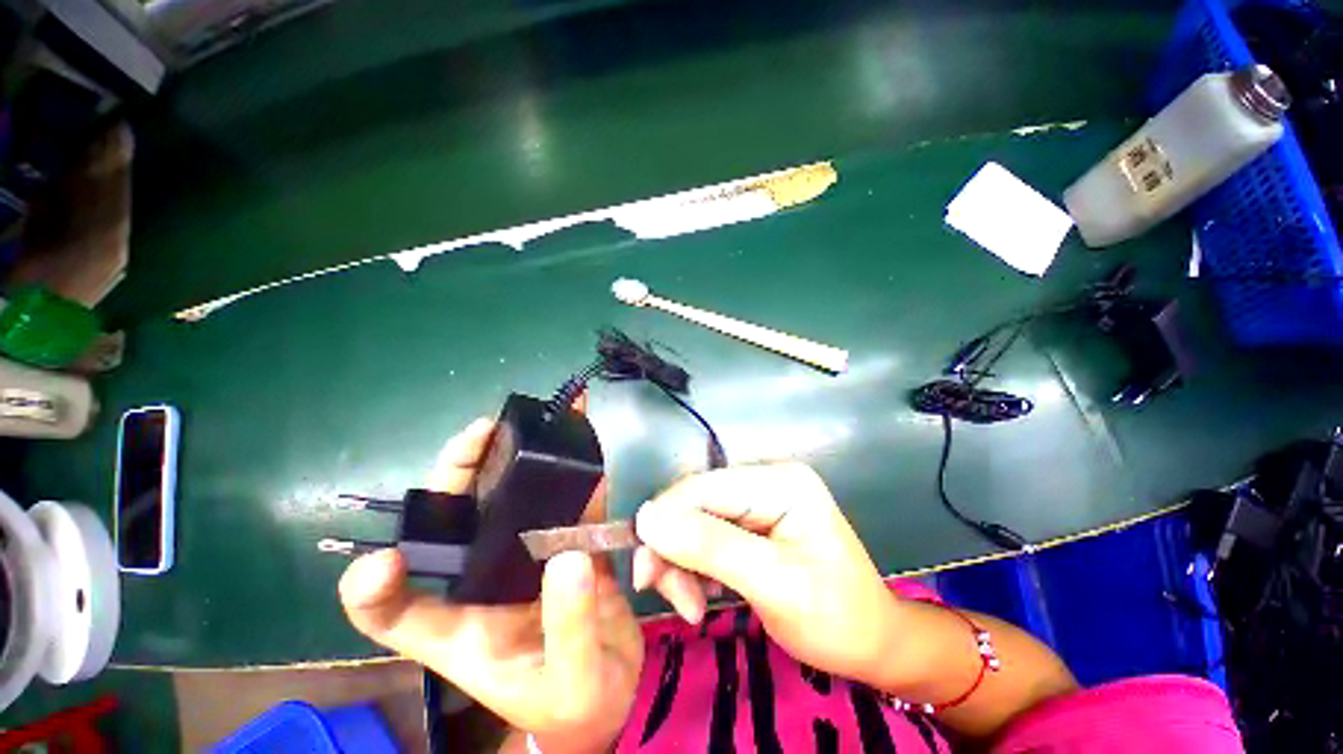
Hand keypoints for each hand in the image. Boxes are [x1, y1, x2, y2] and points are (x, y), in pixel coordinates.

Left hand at [339, 417, 643, 753]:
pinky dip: (575, 474)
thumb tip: (566, 556)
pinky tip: (578, 442)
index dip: (375, 586)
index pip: (395, 613)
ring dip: (519, 459)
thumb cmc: (579, 705)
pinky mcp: (569, 541)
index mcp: (465, 632)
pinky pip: (569, 501)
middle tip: (484, 433)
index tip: (386, 557)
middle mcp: (487, 583)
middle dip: (461, 474)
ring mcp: (530, 556)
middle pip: (456, 524)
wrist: (618, 689)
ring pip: (513, 500)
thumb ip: (569, 627)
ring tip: (531, 421)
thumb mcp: (573, 681)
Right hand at [632, 462, 899, 685]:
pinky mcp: (751, 521)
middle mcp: (764, 479)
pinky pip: (705, 535)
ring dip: (682, 563)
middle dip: (674, 550)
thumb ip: (709, 547)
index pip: (702, 487)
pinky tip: (704, 595)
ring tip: (691, 607)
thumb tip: (646, 518)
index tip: (645, 574)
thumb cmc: (836, 618)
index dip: (665, 522)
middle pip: (694, 503)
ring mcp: (757, 499)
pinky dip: (695, 566)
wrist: (872, 644)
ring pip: (693, 520)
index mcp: (779, 481)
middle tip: (670, 598)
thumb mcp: (774, 585)